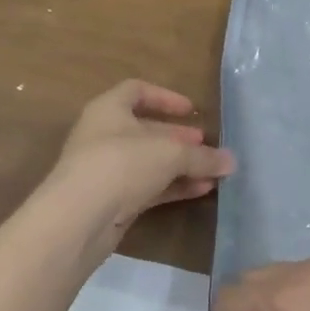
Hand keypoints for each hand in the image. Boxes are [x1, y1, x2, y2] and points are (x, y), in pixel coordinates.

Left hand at [43, 81, 235, 240]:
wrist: (78, 220)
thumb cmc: (121, 164)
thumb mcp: (170, 153)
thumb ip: (202, 156)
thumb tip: (231, 161)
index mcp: (109, 109)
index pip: (137, 91)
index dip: (165, 97)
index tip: (191, 111)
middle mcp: (103, 135)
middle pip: (146, 130)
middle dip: (178, 138)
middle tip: (205, 145)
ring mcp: (105, 170)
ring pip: (149, 162)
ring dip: (180, 166)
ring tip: (212, 172)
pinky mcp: (110, 201)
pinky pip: (147, 187)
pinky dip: (172, 187)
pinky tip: (200, 191)